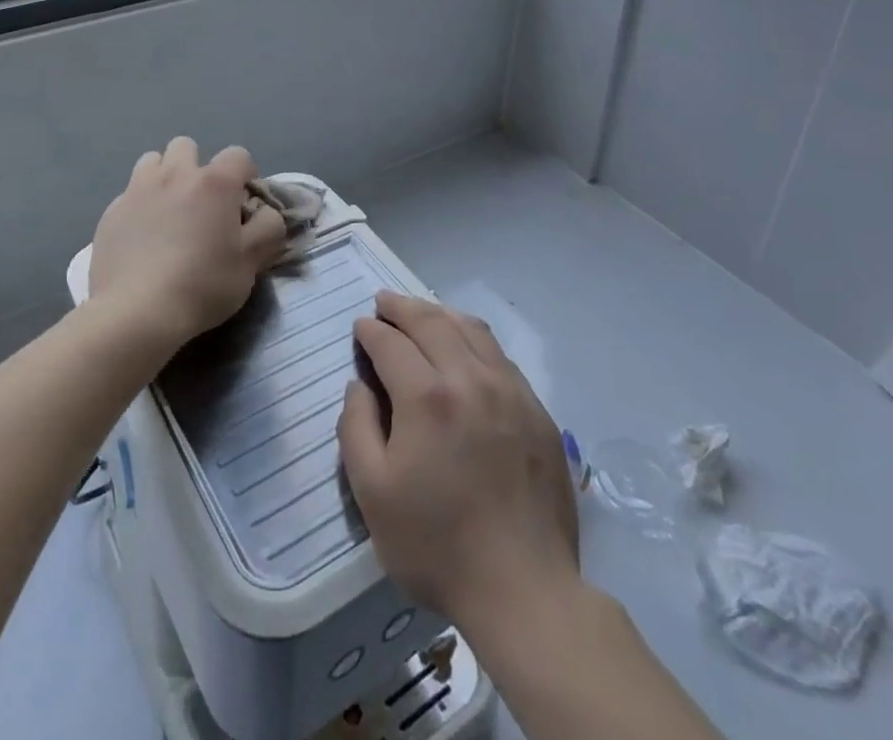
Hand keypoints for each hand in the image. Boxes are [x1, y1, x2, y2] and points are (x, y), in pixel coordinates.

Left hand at [89, 137, 286, 354]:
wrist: (136, 313)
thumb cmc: (202, 285)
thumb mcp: (252, 261)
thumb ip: (269, 227)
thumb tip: (266, 212)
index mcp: (214, 182)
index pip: (239, 155)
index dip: (246, 176)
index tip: (243, 205)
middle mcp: (175, 175)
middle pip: (187, 146)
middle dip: (198, 167)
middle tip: (202, 204)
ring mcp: (137, 190)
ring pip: (152, 161)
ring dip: (164, 177)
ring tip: (169, 211)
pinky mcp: (111, 212)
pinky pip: (129, 194)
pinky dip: (140, 206)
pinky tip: (142, 237)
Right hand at [338, 292, 579, 636]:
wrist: (525, 590)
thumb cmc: (437, 545)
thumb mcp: (373, 494)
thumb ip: (356, 427)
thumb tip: (360, 384)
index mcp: (427, 396)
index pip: (391, 342)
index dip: (371, 330)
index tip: (360, 327)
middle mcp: (470, 378)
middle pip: (431, 322)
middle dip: (402, 307)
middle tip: (384, 301)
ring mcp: (510, 390)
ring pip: (471, 329)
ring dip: (439, 313)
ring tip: (421, 313)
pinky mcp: (536, 409)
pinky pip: (499, 354)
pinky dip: (473, 337)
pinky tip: (464, 347)